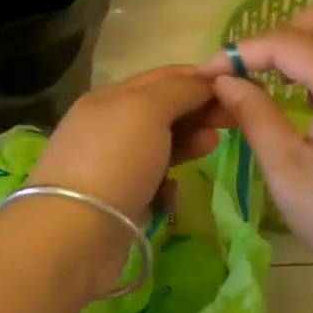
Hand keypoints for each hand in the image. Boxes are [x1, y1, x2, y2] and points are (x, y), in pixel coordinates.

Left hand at [27, 65, 222, 222]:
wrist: (76, 233)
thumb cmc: (115, 160)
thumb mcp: (147, 109)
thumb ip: (179, 90)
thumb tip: (205, 80)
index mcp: (109, 98)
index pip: (162, 78)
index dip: (199, 79)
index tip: (236, 88)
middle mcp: (108, 129)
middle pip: (162, 112)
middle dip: (197, 112)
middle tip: (233, 120)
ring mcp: (112, 167)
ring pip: (159, 148)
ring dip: (187, 144)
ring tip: (210, 146)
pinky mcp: (118, 203)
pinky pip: (152, 185)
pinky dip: (166, 185)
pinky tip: (171, 192)